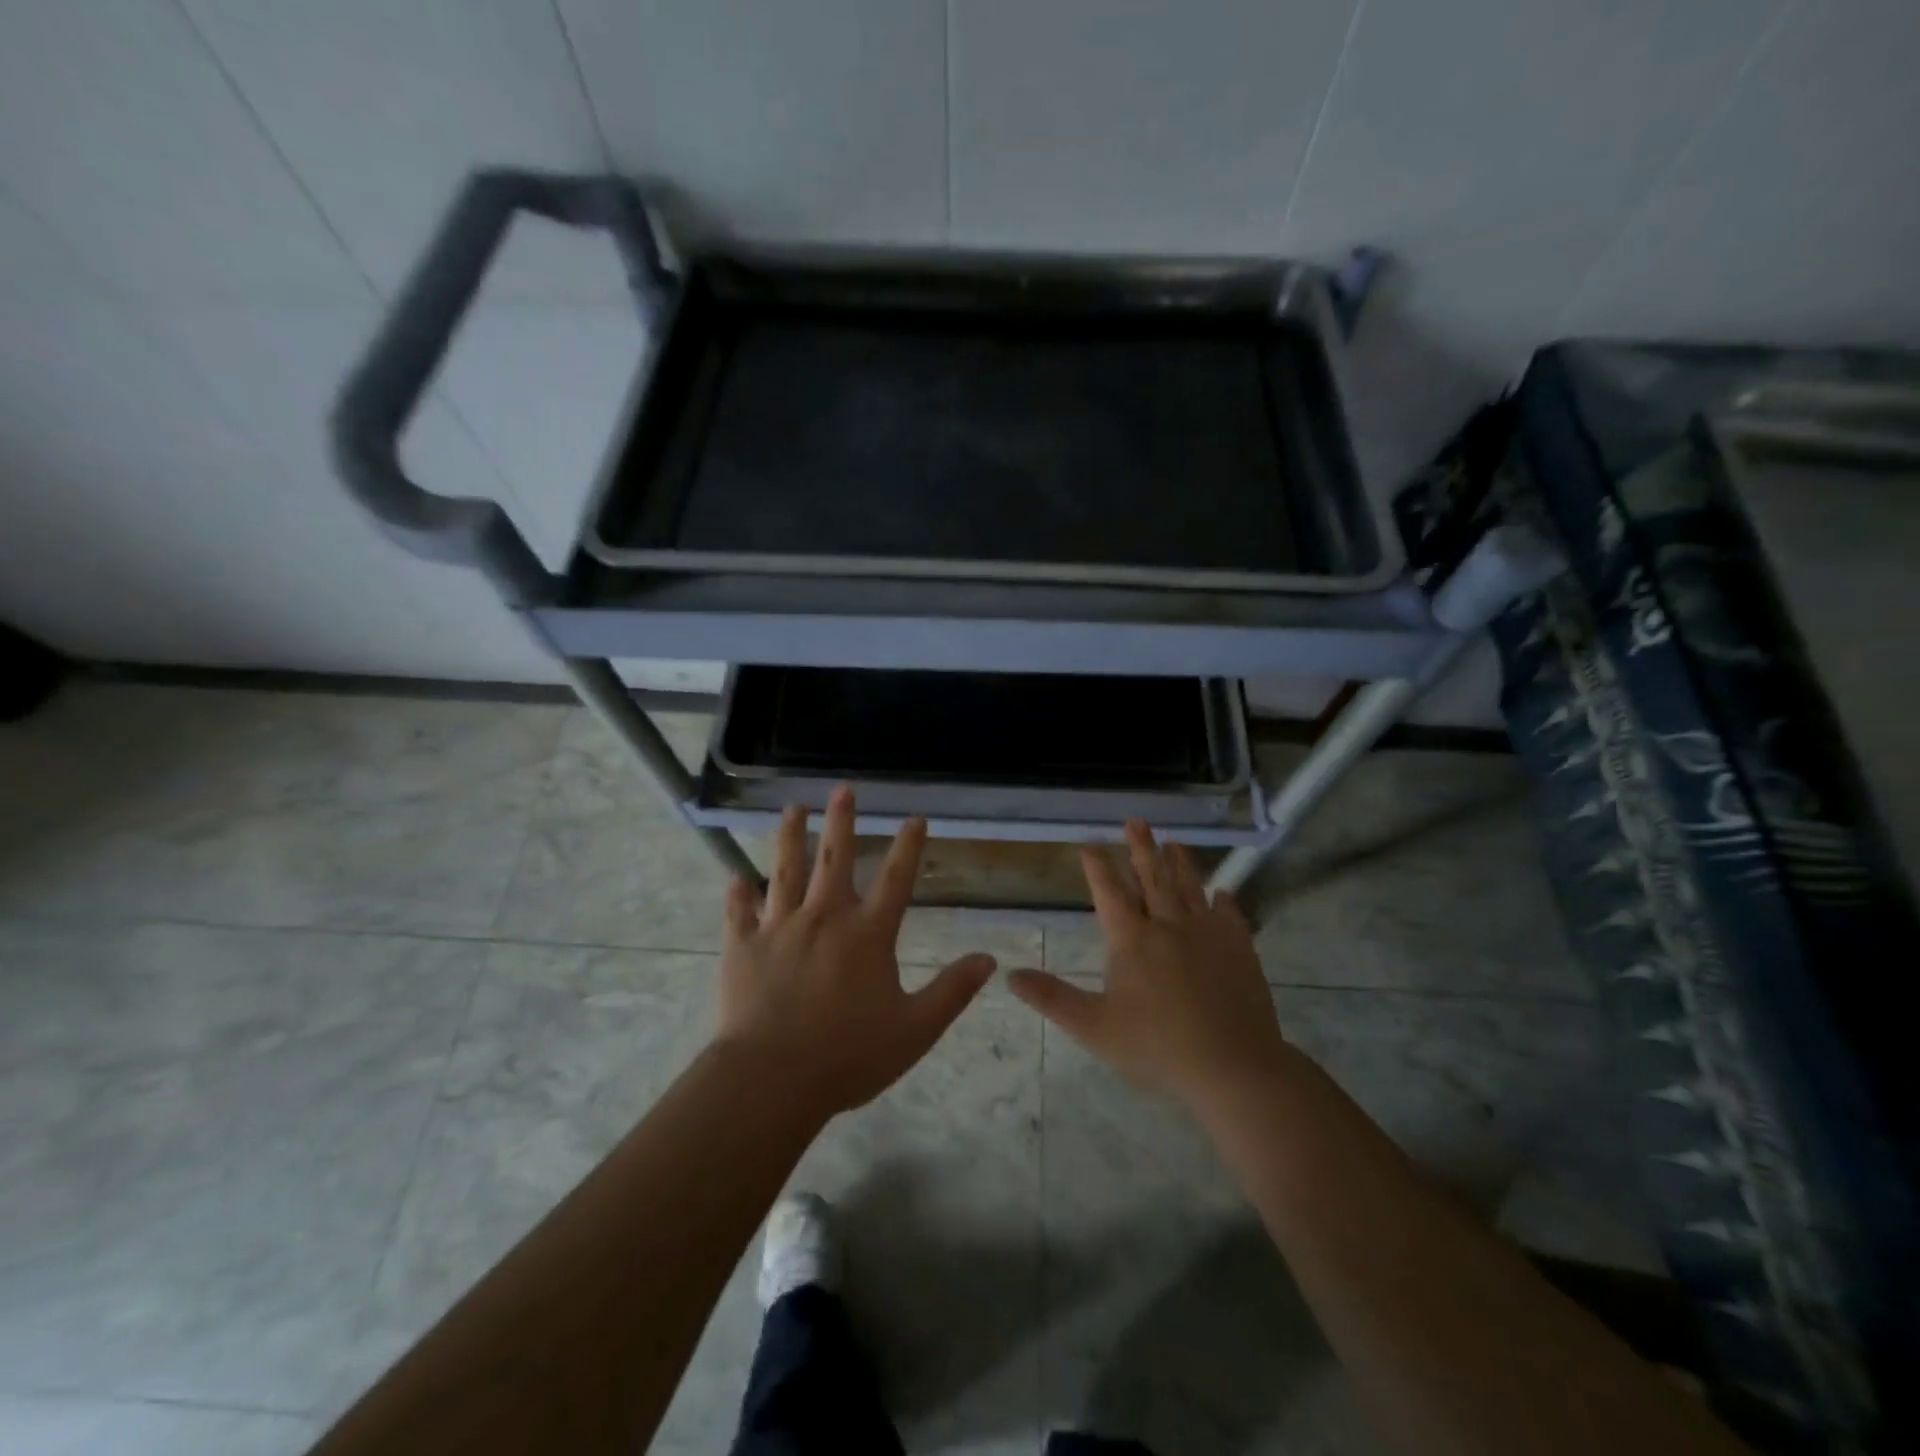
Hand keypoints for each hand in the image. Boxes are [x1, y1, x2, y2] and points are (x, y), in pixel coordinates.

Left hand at [716, 787, 995, 1118]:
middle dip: (841, 821)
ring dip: (790, 838)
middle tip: (842, 789)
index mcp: (867, 934)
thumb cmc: (849, 1055)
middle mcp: (824, 918)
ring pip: (784, 871)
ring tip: (792, 809)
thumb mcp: (914, 1029)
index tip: (915, 817)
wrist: (772, 1079)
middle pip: (834, 859)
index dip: (909, 846)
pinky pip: (739, 913)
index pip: (896, 879)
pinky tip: (735, 877)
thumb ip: (951, 991)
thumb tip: (988, 959)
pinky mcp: (742, 947)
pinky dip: (737, 894)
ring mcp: (779, 928)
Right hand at [1009, 821, 1287, 1108]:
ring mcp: (1207, 934)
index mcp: (1132, 939)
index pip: (1109, 892)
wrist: (1232, 1065)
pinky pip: (1230, 915)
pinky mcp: (1239, 948)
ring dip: (1180, 863)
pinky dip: (1224, 900)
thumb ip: (1052, 998)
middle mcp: (1168, 925)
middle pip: (1152, 878)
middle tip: (1136, 822)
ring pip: (1190, 888)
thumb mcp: (1093, 1027)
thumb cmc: (1157, 1047)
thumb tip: (1010, 975)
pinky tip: (1222, 893)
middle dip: (1141, 848)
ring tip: (1174, 842)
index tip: (1090, 845)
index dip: (1098, 867)